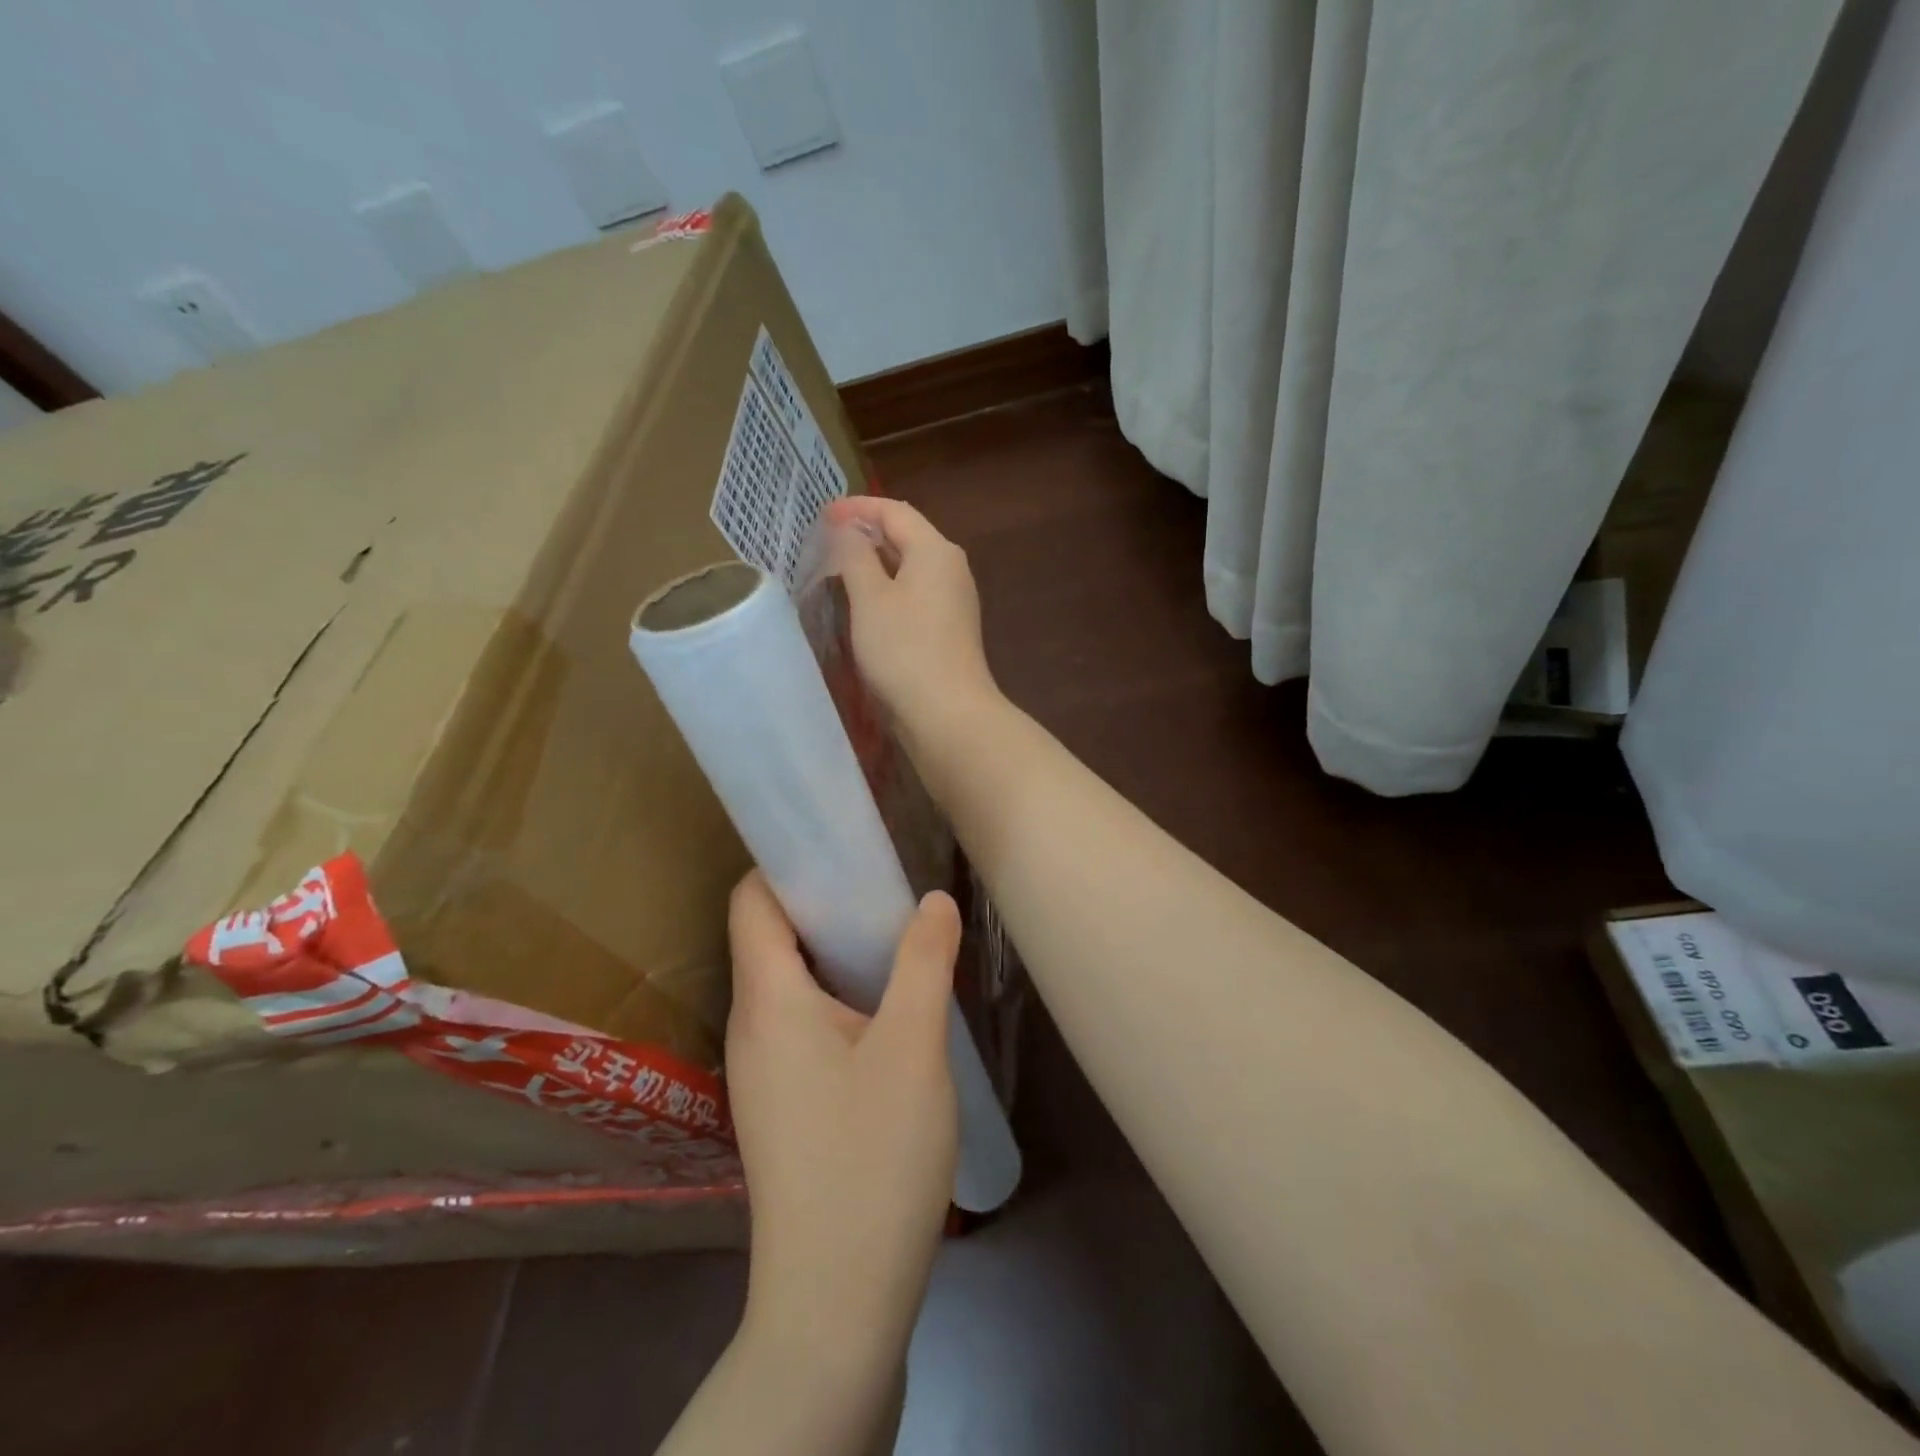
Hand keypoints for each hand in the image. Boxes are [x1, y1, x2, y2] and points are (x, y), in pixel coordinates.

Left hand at [725, 870, 960, 1357]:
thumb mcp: (913, 1047)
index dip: (787, 863)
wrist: (836, 1300)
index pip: (752, 901)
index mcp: (768, 1000)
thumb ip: (923, 961)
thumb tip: (932, 898)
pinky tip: (885, 1013)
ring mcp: (761, 1071)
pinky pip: (799, 1022)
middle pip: (770, 937)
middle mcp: (751, 1027)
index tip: (842, 845)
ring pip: (788, 982)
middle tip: (885, 887)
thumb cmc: (872, 1158)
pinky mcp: (781, 1105)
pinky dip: (836, 996)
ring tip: (894, 940)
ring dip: (834, 953)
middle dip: (823, 903)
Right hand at [822, 497, 999, 744]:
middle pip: (906, 536)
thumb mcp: (870, 597)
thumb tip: (848, 529)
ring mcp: (954, 600)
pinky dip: (888, 588)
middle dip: (866, 533)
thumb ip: (855, 556)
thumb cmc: (904, 650)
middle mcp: (951, 568)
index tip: (822, 515)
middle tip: (826, 540)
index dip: (857, 508)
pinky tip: (866, 603)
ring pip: (910, 567)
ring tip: (839, 568)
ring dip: (876, 563)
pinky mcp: (949, 628)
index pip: (894, 512)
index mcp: (935, 550)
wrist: (947, 713)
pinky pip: (915, 594)